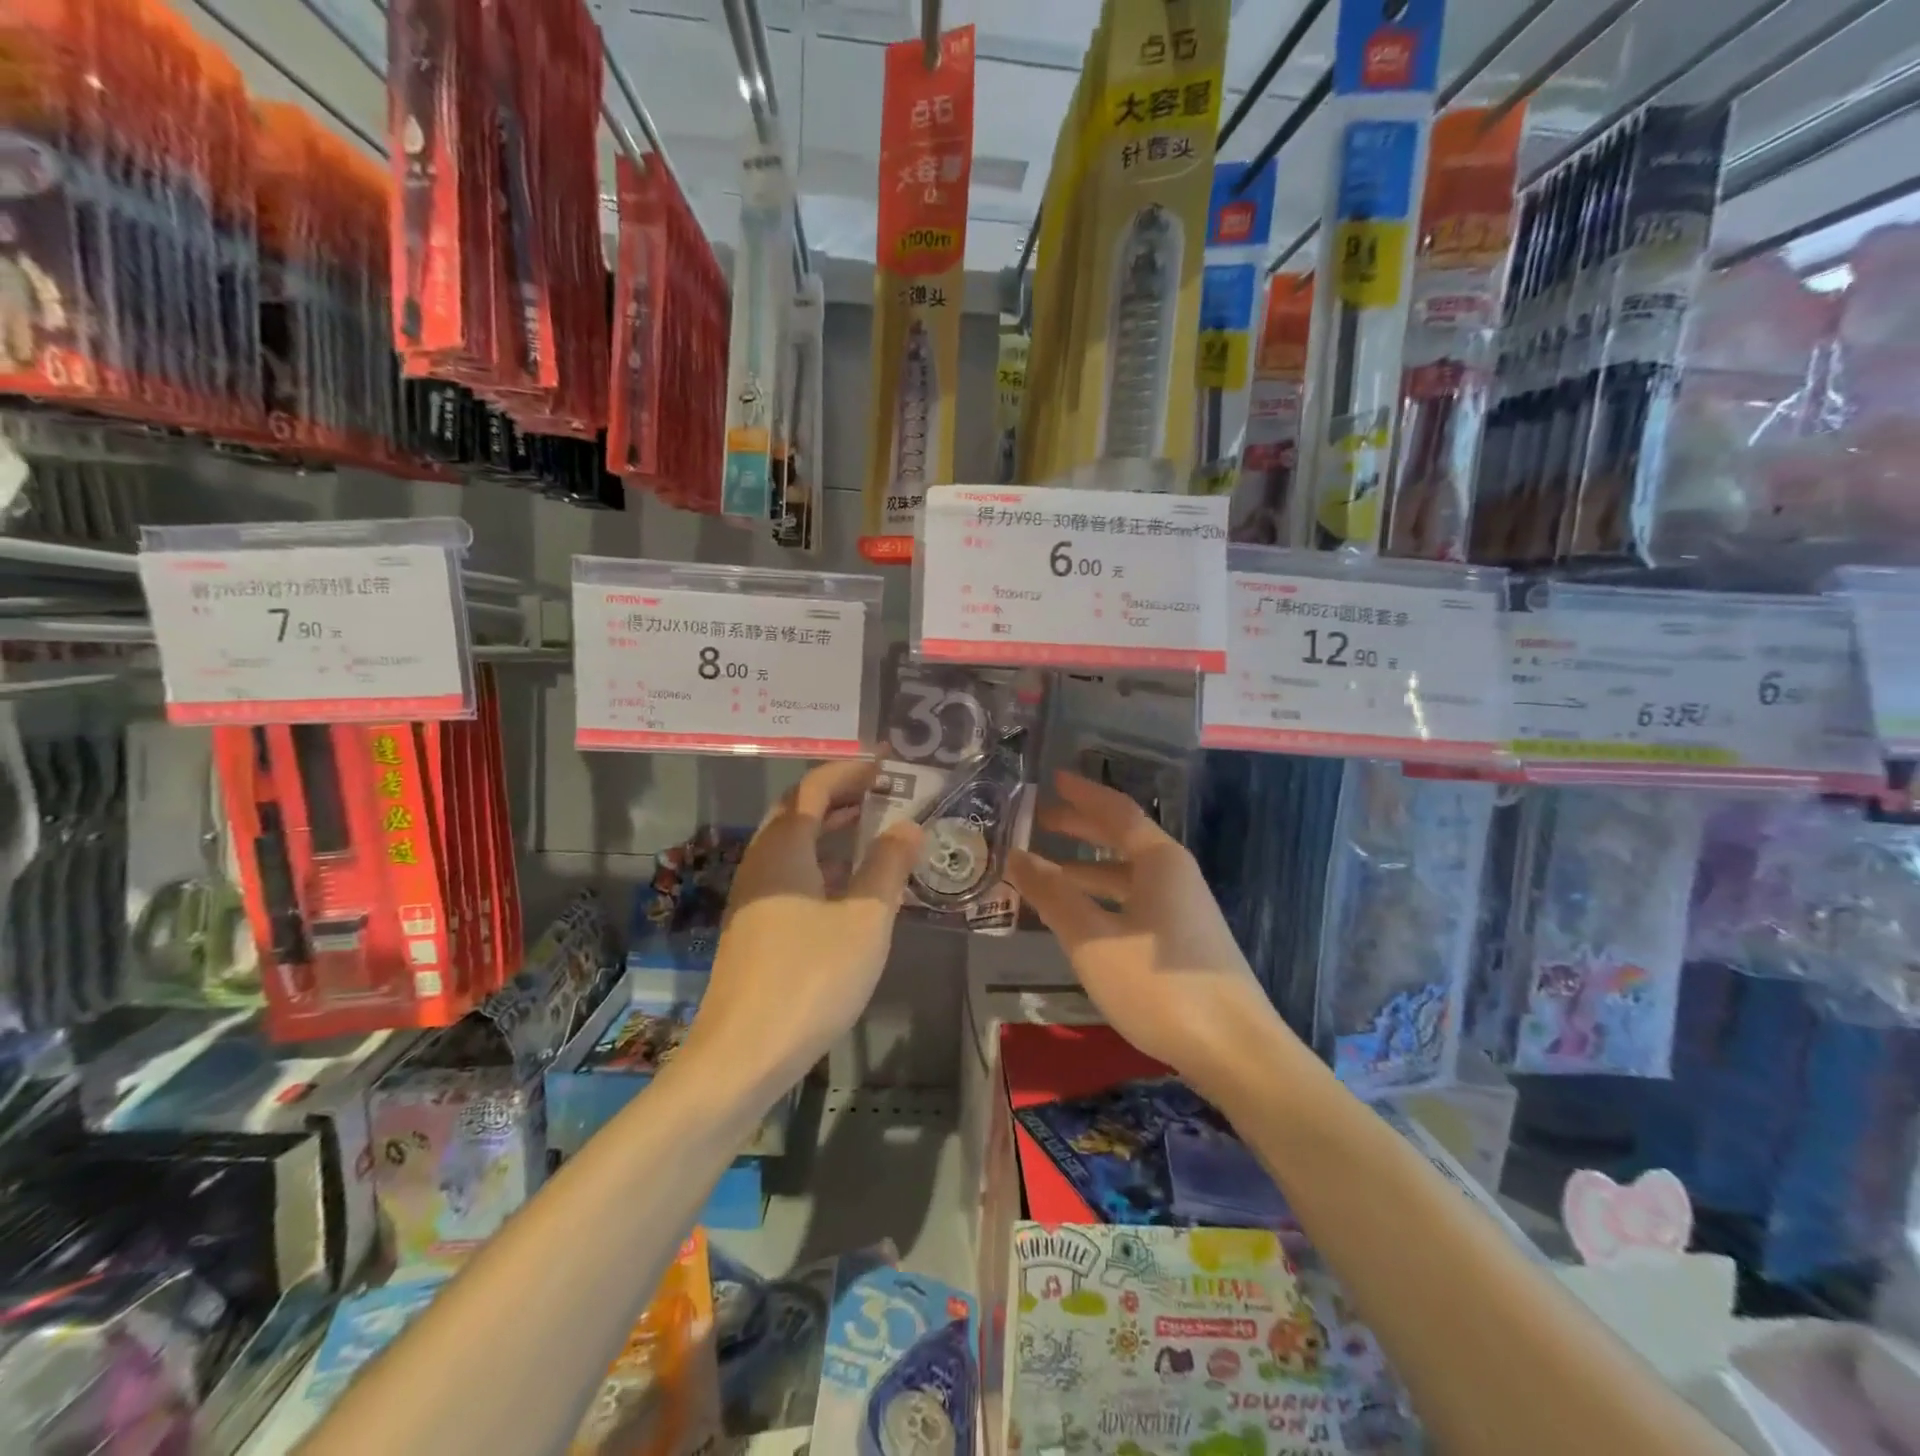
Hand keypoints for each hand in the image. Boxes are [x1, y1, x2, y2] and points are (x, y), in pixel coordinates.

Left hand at [683, 758, 922, 1086]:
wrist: (742, 1055)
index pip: (816, 787)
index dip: (851, 771)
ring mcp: (752, 897)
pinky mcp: (753, 928)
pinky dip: (821, 865)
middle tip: (884, 795)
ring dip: (831, 832)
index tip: (887, 766)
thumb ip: (888, 866)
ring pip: (793, 846)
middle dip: (840, 797)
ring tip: (874, 833)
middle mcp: (761, 862)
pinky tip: (850, 888)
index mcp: (785, 848)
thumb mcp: (865, 919)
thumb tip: (908, 826)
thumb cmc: (811, 978)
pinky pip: (790, 876)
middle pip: (798, 811)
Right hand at [1007, 771, 1289, 1094]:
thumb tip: (1016, 856)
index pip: (1116, 811)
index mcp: (1159, 861)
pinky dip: (1103, 899)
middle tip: (1041, 820)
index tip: (1053, 779)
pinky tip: (1082, 920)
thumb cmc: (1158, 985)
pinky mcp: (1185, 942)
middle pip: (1123, 839)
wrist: (1234, 1050)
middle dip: (1081, 828)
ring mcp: (1184, 910)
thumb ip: (1052, 894)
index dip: (1082, 794)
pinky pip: (1135, 903)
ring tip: (1048, 873)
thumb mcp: (1092, 939)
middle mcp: (1176, 875)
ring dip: (1088, 869)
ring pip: (1128, 876)